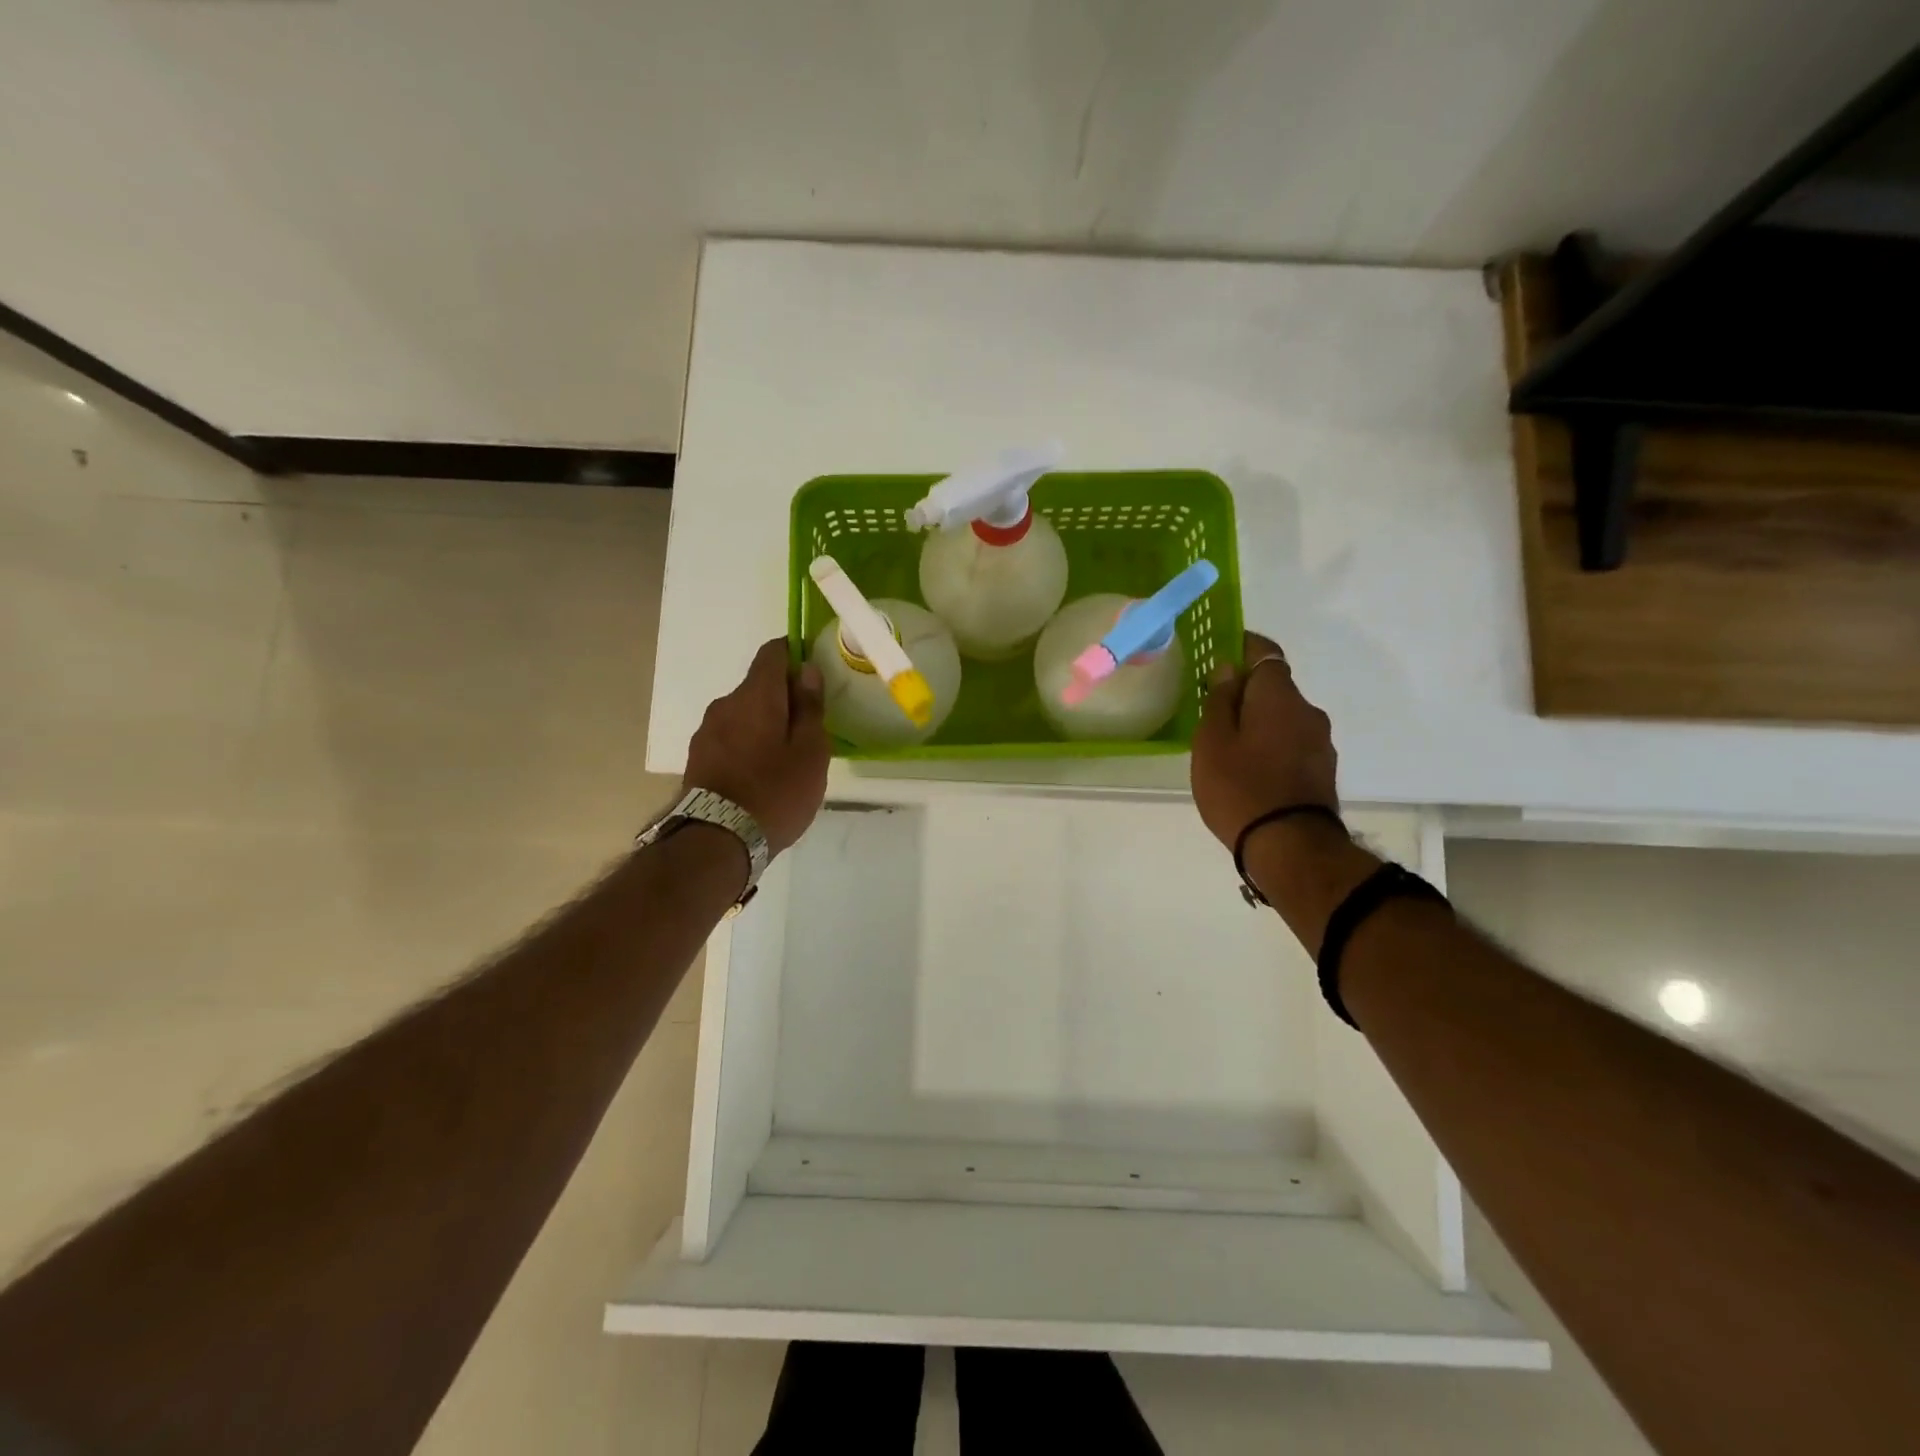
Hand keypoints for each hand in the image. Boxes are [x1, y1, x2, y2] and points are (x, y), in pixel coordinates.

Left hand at [684, 638, 829, 854]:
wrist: (717, 841)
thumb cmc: (775, 792)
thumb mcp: (810, 752)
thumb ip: (810, 708)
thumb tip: (807, 671)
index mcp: (756, 695)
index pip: (773, 652)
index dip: (795, 655)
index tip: (814, 676)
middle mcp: (725, 704)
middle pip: (759, 685)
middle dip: (784, 698)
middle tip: (808, 730)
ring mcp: (706, 731)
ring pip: (744, 713)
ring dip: (764, 724)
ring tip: (784, 759)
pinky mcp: (697, 757)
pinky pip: (730, 737)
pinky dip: (748, 744)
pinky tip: (761, 774)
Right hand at [1191, 632, 1338, 849]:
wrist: (1289, 846)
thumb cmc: (1240, 787)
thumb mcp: (1212, 742)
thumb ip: (1219, 701)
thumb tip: (1227, 670)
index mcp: (1278, 696)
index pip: (1264, 653)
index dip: (1243, 647)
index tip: (1221, 652)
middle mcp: (1307, 711)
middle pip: (1275, 687)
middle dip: (1247, 692)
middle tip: (1214, 710)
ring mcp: (1320, 742)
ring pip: (1284, 717)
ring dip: (1260, 721)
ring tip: (1230, 746)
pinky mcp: (1322, 770)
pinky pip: (1292, 743)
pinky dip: (1272, 745)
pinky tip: (1251, 768)